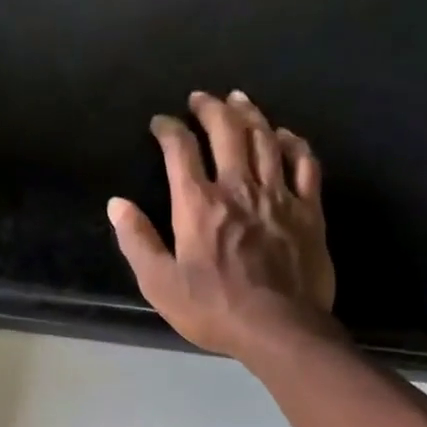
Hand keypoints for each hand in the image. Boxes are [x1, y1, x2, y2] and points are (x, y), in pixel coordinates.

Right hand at [108, 90, 337, 362]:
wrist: (279, 329)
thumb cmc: (214, 310)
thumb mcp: (161, 285)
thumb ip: (138, 242)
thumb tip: (117, 204)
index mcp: (198, 204)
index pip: (180, 150)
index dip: (168, 130)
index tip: (160, 124)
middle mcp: (238, 187)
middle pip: (226, 130)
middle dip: (210, 107)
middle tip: (201, 98)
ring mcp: (278, 195)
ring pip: (265, 138)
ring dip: (250, 113)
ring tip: (239, 99)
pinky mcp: (309, 210)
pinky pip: (304, 163)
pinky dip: (293, 143)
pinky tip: (284, 135)